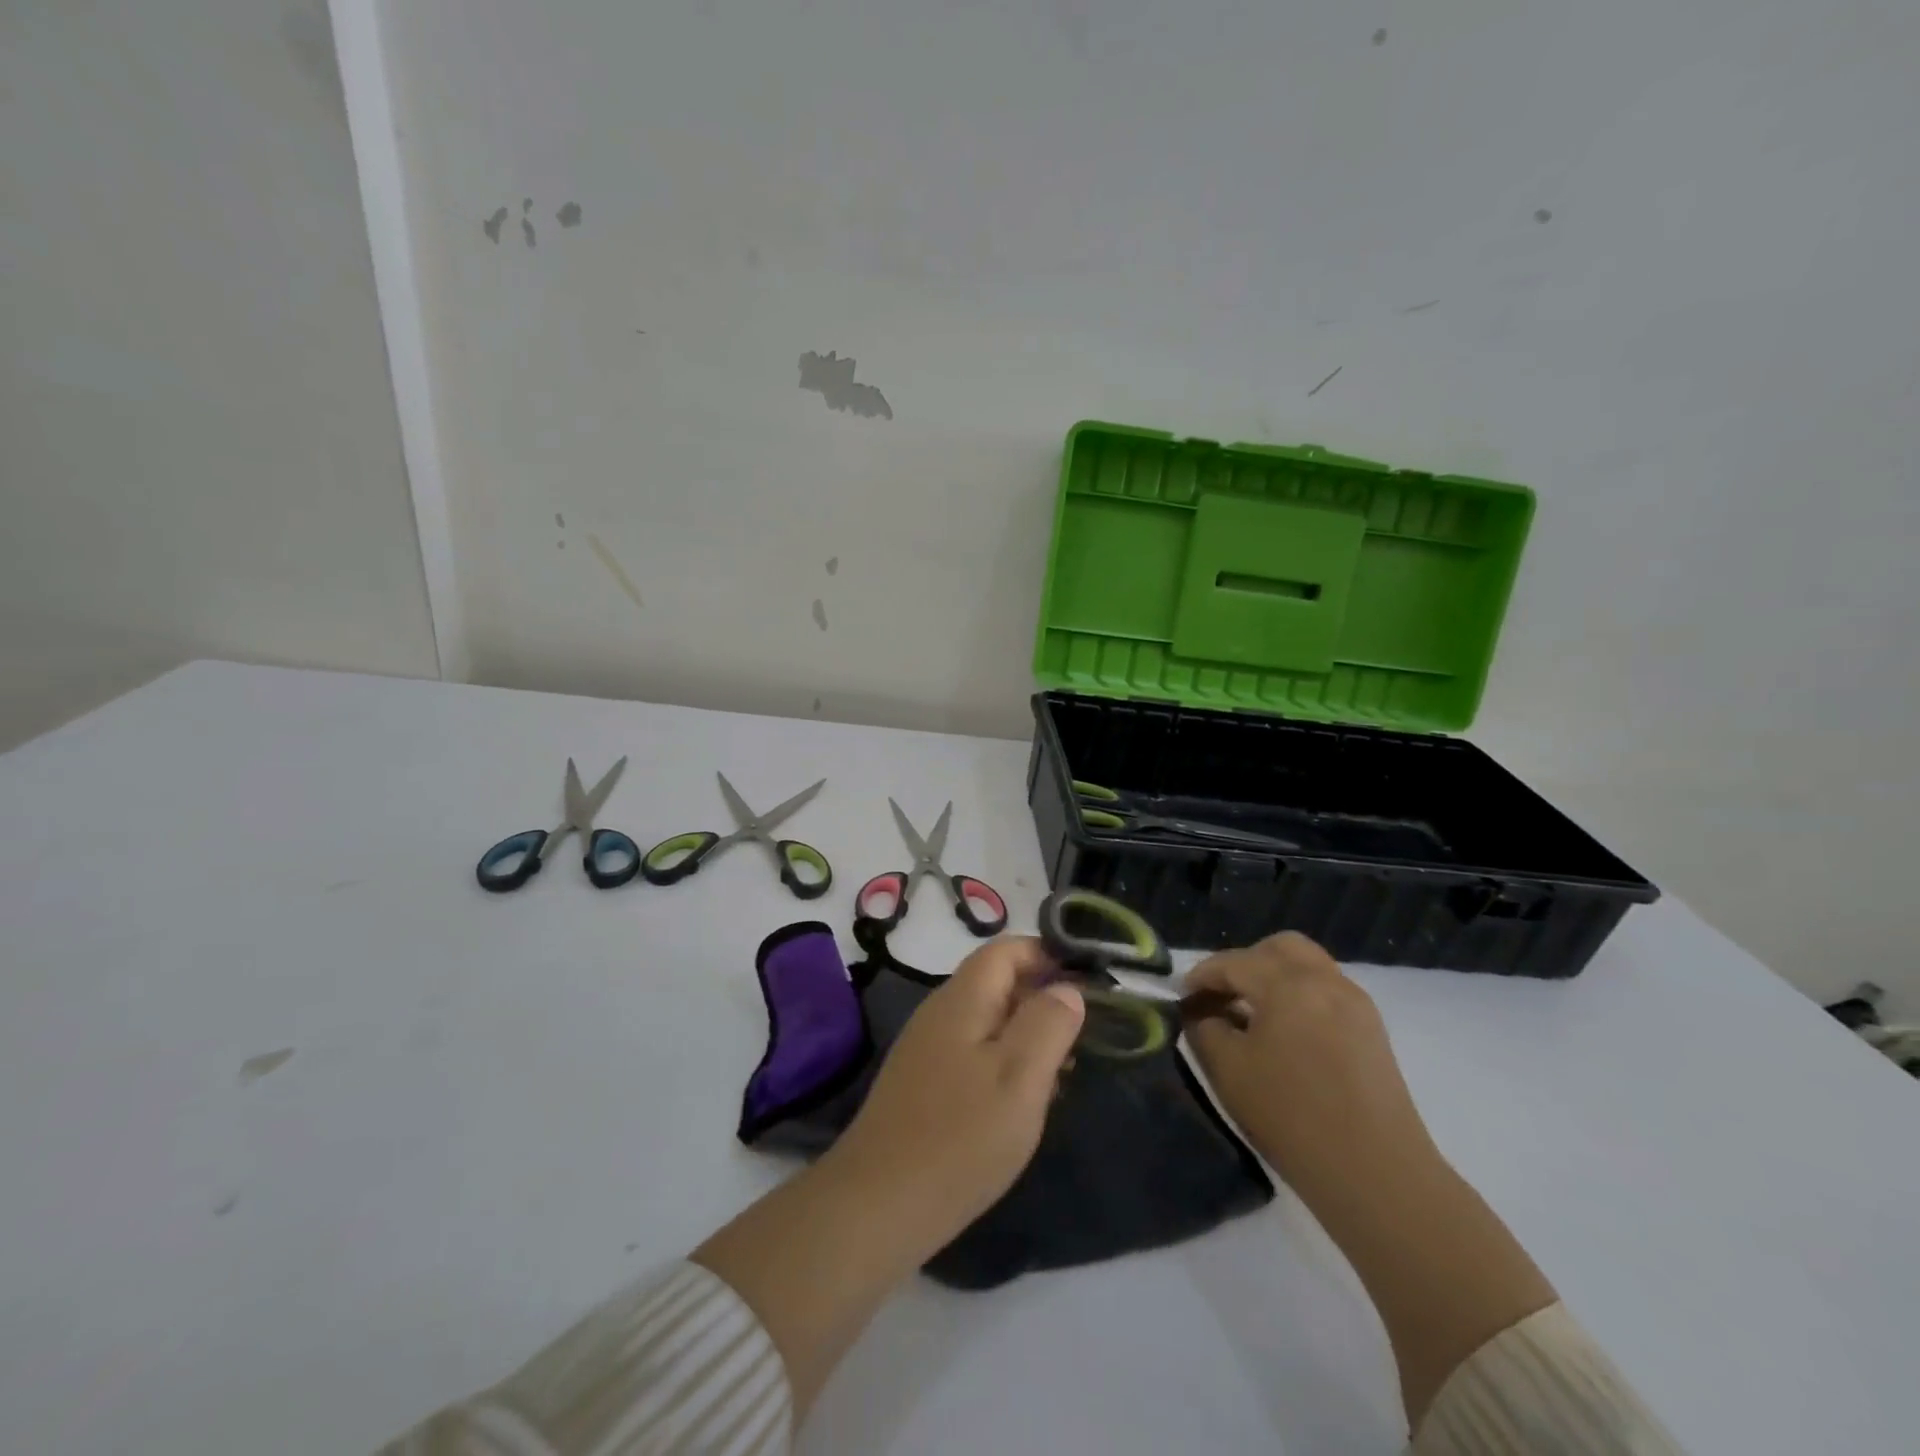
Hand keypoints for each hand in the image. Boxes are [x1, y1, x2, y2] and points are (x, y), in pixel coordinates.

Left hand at [823, 935, 1084, 1252]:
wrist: (879, 1204)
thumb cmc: (960, 1135)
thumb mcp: (1020, 1076)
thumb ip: (1048, 1023)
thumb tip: (1066, 989)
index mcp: (963, 998)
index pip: (1007, 949)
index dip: (1048, 955)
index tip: (1088, 984)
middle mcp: (941, 1012)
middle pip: (998, 983)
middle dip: (1043, 1000)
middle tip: (1084, 1038)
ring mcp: (928, 1049)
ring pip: (989, 1022)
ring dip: (1028, 1037)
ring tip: (1064, 1074)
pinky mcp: (923, 1084)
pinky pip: (974, 1054)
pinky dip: (1005, 1064)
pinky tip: (1023, 1103)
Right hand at [1185, 931, 1435, 1204]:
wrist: (1376, 1175)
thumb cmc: (1292, 1117)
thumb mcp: (1228, 1070)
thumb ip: (1205, 1029)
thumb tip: (1202, 1013)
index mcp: (1288, 984)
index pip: (1233, 962)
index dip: (1202, 976)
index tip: (1181, 997)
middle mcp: (1325, 980)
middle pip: (1279, 948)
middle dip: (1244, 964)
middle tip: (1222, 996)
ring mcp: (1355, 1003)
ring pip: (1307, 966)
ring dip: (1274, 978)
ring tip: (1252, 1016)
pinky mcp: (1372, 1031)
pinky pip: (1327, 991)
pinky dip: (1299, 997)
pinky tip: (1285, 1034)